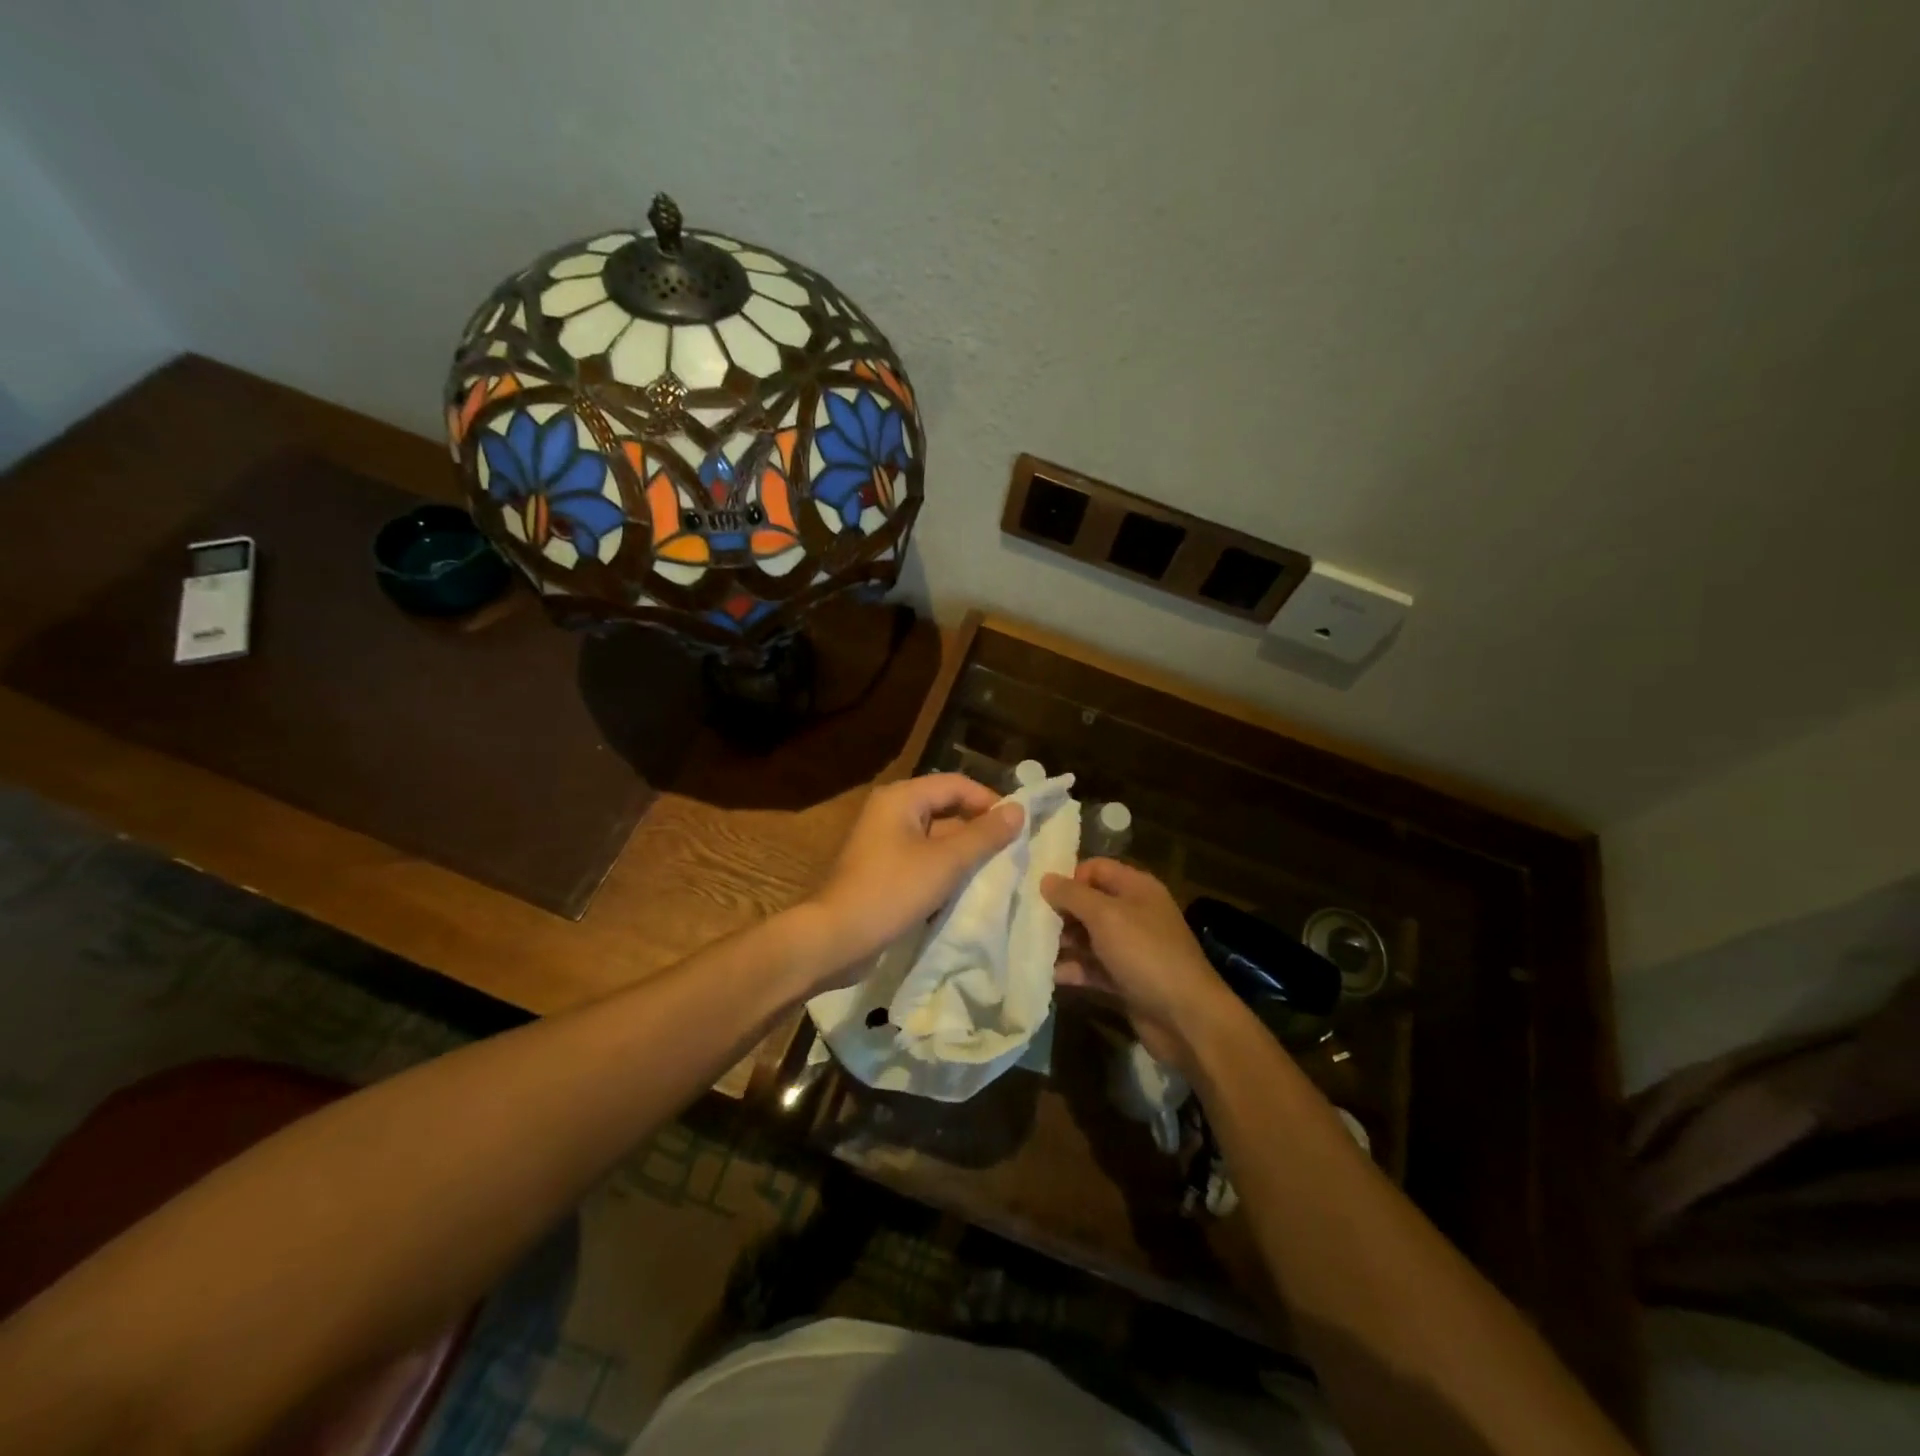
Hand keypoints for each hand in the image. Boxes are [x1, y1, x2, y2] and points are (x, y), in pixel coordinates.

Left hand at [803, 773, 1023, 987]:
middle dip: (979, 827)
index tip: (1018, 828)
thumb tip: (1019, 810)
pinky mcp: (884, 868)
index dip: (990, 801)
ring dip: (965, 850)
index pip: (957, 785)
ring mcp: (885, 841)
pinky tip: (967, 887)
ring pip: (937, 835)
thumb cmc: (892, 891)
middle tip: (1012, 850)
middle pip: (946, 807)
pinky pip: (924, 857)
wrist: (837, 938)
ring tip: (997, 869)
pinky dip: (946, 867)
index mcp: (902, 797)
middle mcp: (892, 811)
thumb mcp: (946, 862)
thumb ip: (984, 835)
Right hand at [1041, 859, 1241, 1074]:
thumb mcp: (1106, 916)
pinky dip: (1073, 969)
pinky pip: (1092, 967)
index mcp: (1136, 888)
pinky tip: (1048, 974)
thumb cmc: (1146, 954)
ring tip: (1031, 948)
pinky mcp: (1125, 979)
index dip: (1069, 877)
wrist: (1186, 1018)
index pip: (1096, 869)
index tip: (1040, 894)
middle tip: (1028, 922)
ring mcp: (1130, 948)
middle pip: (1089, 903)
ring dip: (1062, 942)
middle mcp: (1134, 913)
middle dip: (1060, 912)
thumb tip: (1045, 879)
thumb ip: (1072, 895)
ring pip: (1088, 937)